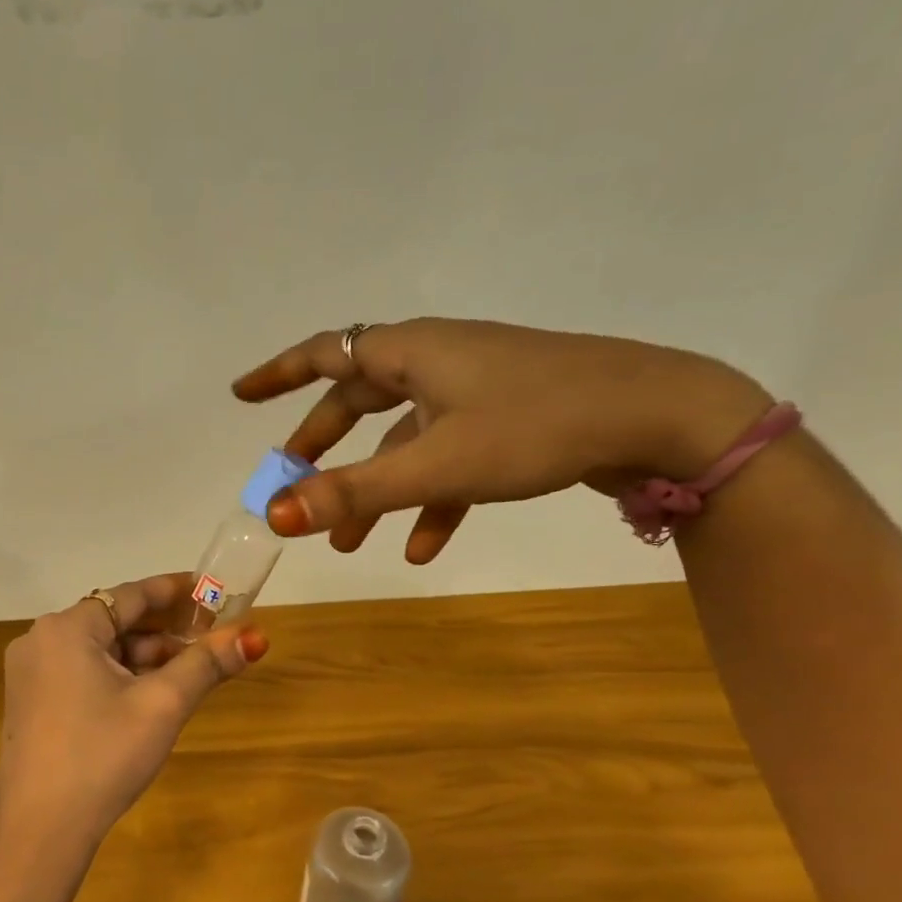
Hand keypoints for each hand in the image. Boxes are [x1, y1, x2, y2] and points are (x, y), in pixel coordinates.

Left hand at [0, 574, 267, 861]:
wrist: (39, 830)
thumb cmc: (103, 755)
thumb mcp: (162, 706)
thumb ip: (206, 664)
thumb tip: (254, 636)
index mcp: (66, 628)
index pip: (131, 595)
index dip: (175, 590)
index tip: (211, 589)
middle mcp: (41, 640)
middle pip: (114, 621)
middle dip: (164, 629)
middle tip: (210, 635)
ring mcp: (31, 673)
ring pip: (100, 650)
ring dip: (144, 656)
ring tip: (190, 669)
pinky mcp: (31, 703)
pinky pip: (83, 673)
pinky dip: (119, 676)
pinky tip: (151, 694)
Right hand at [233, 318, 771, 561]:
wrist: (661, 418)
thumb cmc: (536, 426)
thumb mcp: (435, 465)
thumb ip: (353, 493)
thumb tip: (274, 515)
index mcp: (411, 352)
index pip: (323, 353)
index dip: (277, 375)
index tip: (240, 395)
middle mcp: (437, 361)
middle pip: (358, 400)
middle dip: (322, 448)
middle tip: (291, 481)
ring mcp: (474, 390)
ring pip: (402, 438)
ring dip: (373, 487)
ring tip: (347, 542)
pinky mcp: (505, 420)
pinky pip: (448, 458)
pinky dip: (428, 500)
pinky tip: (422, 549)